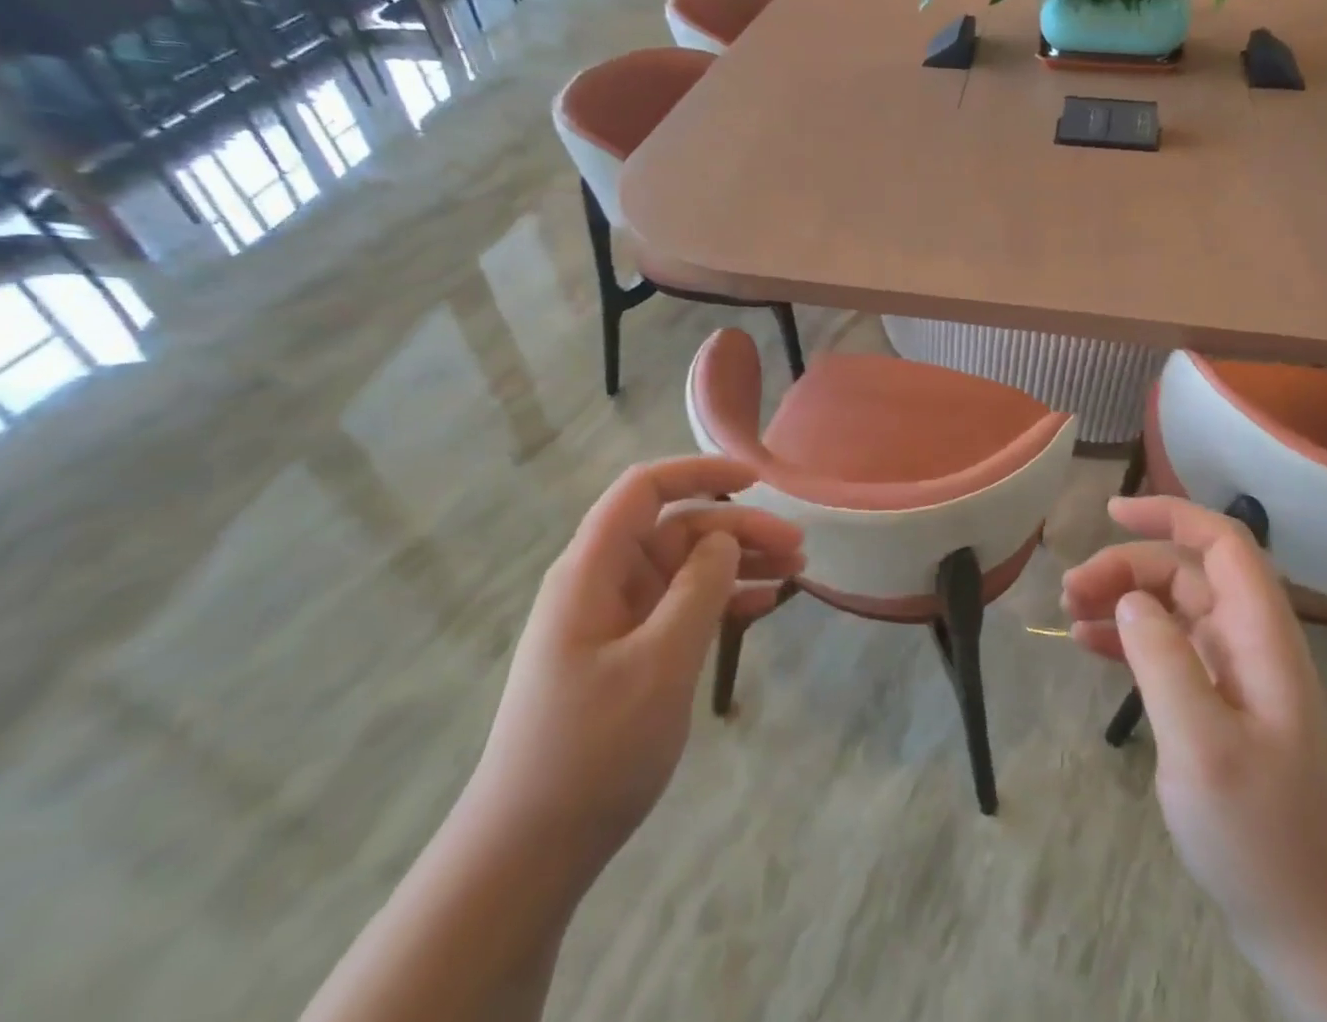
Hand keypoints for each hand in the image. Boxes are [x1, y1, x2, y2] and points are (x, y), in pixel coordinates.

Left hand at [466, 456, 803, 877]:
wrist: (528, 853)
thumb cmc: (592, 751)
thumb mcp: (659, 664)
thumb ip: (697, 590)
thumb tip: (724, 537)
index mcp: (592, 570)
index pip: (645, 489)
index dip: (700, 473)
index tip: (756, 480)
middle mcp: (601, 582)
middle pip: (675, 529)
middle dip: (737, 528)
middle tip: (798, 548)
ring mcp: (613, 619)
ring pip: (683, 567)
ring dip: (736, 564)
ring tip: (794, 574)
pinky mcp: (625, 653)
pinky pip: (678, 607)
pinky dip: (719, 600)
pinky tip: (760, 607)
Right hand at [1063, 496, 1326, 1014]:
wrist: (1322, 938)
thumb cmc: (1265, 842)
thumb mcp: (1203, 749)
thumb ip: (1164, 661)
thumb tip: (1130, 599)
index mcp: (1262, 641)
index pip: (1224, 544)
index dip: (1171, 514)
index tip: (1110, 513)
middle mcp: (1253, 647)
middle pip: (1186, 574)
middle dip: (1126, 568)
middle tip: (1069, 593)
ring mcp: (1239, 679)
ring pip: (1174, 609)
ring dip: (1122, 599)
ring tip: (1069, 613)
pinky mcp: (1223, 710)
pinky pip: (1170, 651)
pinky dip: (1129, 639)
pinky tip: (1089, 646)